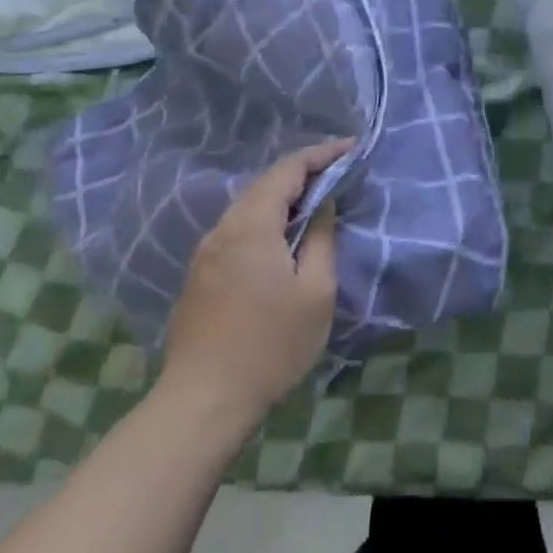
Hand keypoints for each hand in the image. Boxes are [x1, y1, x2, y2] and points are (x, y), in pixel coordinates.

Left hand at [157, 139, 354, 442]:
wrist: (203, 403)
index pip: (288, 169)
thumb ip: (321, 238)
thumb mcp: (315, 291)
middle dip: (304, 172)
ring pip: (249, 207)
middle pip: (265, 184)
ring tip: (317, 200)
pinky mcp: (200, 277)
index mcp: (251, 226)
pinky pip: (238, 231)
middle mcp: (222, 230)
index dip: (322, 154)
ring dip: (284, 197)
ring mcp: (205, 254)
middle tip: (340, 171)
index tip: (353, 148)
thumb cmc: (270, 345)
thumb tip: (323, 206)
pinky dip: (266, 220)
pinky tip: (283, 237)